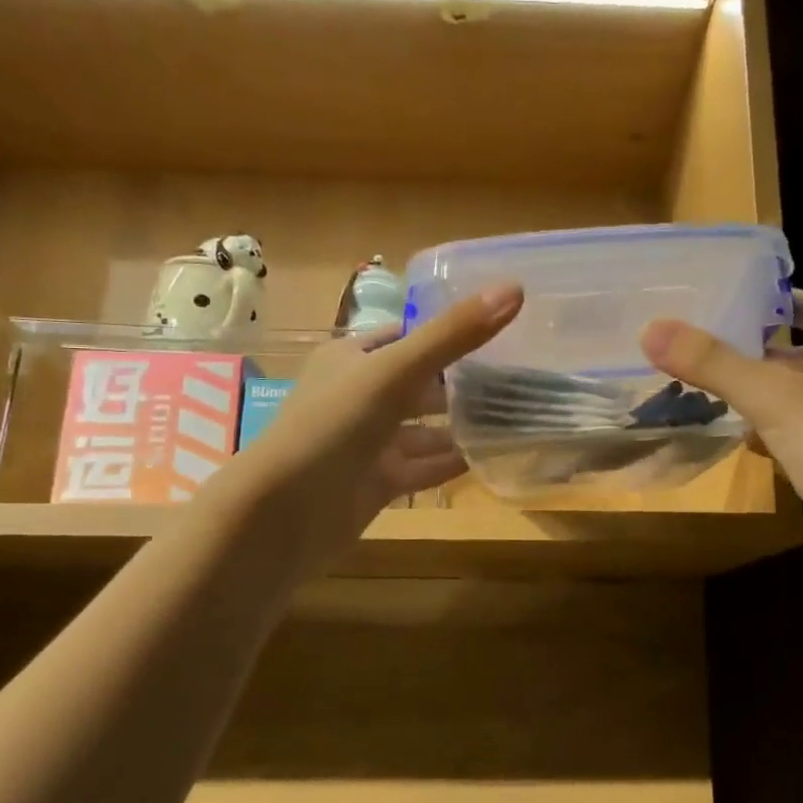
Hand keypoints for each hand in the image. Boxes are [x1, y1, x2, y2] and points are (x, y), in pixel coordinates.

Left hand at [216, 285, 523, 582]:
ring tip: (513, 419)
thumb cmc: (333, 426)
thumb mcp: (394, 371)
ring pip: (423, 429)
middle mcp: (358, 396)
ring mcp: (367, 443)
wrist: (284, 514)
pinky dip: (450, 463)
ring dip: (461, 426)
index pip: (409, 335)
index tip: (502, 331)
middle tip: (519, 381)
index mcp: (352, 358)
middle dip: (463, 384)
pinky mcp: (375, 483)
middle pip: (421, 384)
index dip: (450, 332)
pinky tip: (488, 459)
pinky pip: (422, 468)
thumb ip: (453, 334)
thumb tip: (514, 288)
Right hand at [641, 291, 802, 590]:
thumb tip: (652, 329)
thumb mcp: (775, 401)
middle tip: (703, 350)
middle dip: (756, 352)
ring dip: (762, 394)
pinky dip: (776, 432)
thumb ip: (714, 364)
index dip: (771, 302)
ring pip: (801, 395)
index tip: (723, 304)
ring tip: (710, 392)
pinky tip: (746, 442)